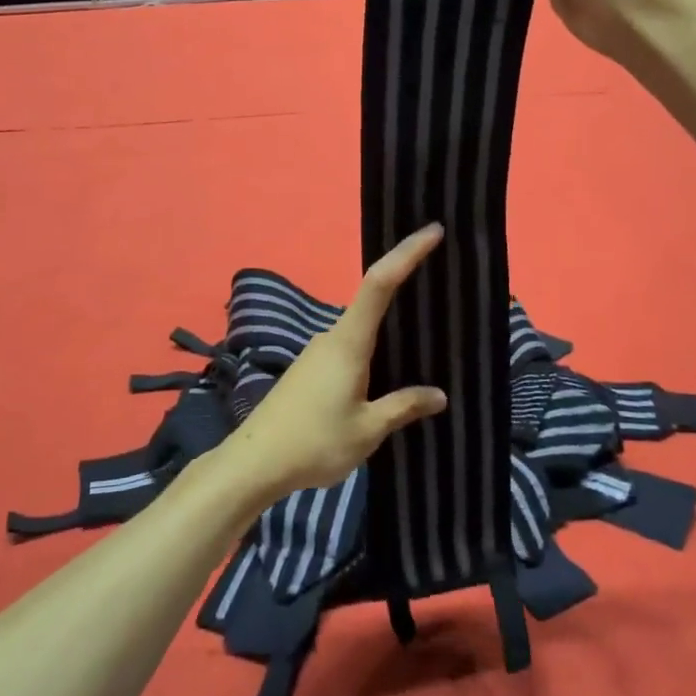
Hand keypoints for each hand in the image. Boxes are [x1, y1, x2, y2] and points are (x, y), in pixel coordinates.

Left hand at [223, 225, 448, 503]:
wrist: (253, 464)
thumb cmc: (314, 442)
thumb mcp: (367, 429)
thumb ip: (403, 407)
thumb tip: (438, 395)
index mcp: (348, 342)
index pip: (379, 283)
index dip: (406, 254)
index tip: (433, 231)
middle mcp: (331, 338)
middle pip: (371, 302)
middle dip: (404, 290)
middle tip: (442, 289)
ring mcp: (316, 353)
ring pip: (360, 330)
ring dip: (388, 329)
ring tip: (424, 336)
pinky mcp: (309, 370)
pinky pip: (349, 349)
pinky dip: (372, 350)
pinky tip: (388, 372)